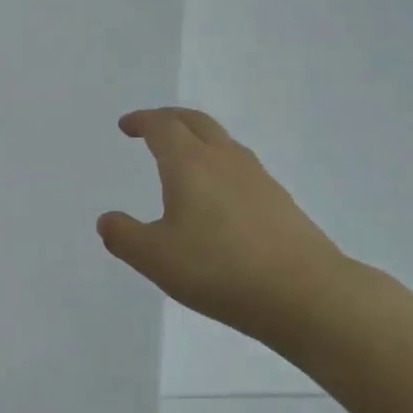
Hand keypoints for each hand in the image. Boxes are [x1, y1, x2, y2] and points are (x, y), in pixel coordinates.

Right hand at [98, 108, 350, 345]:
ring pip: (223, 143)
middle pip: (196, 122)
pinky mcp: (279, 202)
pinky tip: (217, 196)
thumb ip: (124, 236)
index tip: (126, 126)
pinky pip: (241, 168)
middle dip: (170, 119)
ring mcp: (258, 179)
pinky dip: (219, 166)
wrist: (304, 293)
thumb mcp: (154, 257)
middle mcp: (224, 160)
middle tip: (152, 127)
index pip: (163, 126)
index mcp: (189, 163)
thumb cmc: (219, 268)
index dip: (142, 121)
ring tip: (183, 158)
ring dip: (198, 139)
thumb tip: (107, 220)